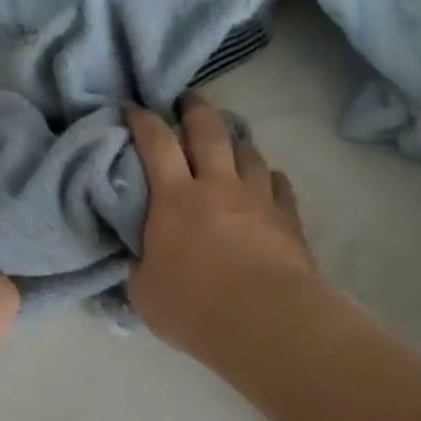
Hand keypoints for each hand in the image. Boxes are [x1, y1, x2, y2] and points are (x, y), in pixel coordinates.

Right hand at [126, 95, 314, 357]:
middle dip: (194, 109)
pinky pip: (279, 183)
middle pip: (208, 131)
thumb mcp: (144, 293)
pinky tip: (268, 179)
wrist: (264, 320)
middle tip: (186, 101)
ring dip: (236, 138)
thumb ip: (139, 265)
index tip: (134, 110)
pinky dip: (269, 176)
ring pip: (248, 151)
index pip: (156, 143)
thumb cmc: (193, 307)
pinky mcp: (287, 217)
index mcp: (174, 199)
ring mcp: (257, 198)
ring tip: (230, 138)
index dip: (143, 121)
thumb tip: (139, 256)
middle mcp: (217, 185)